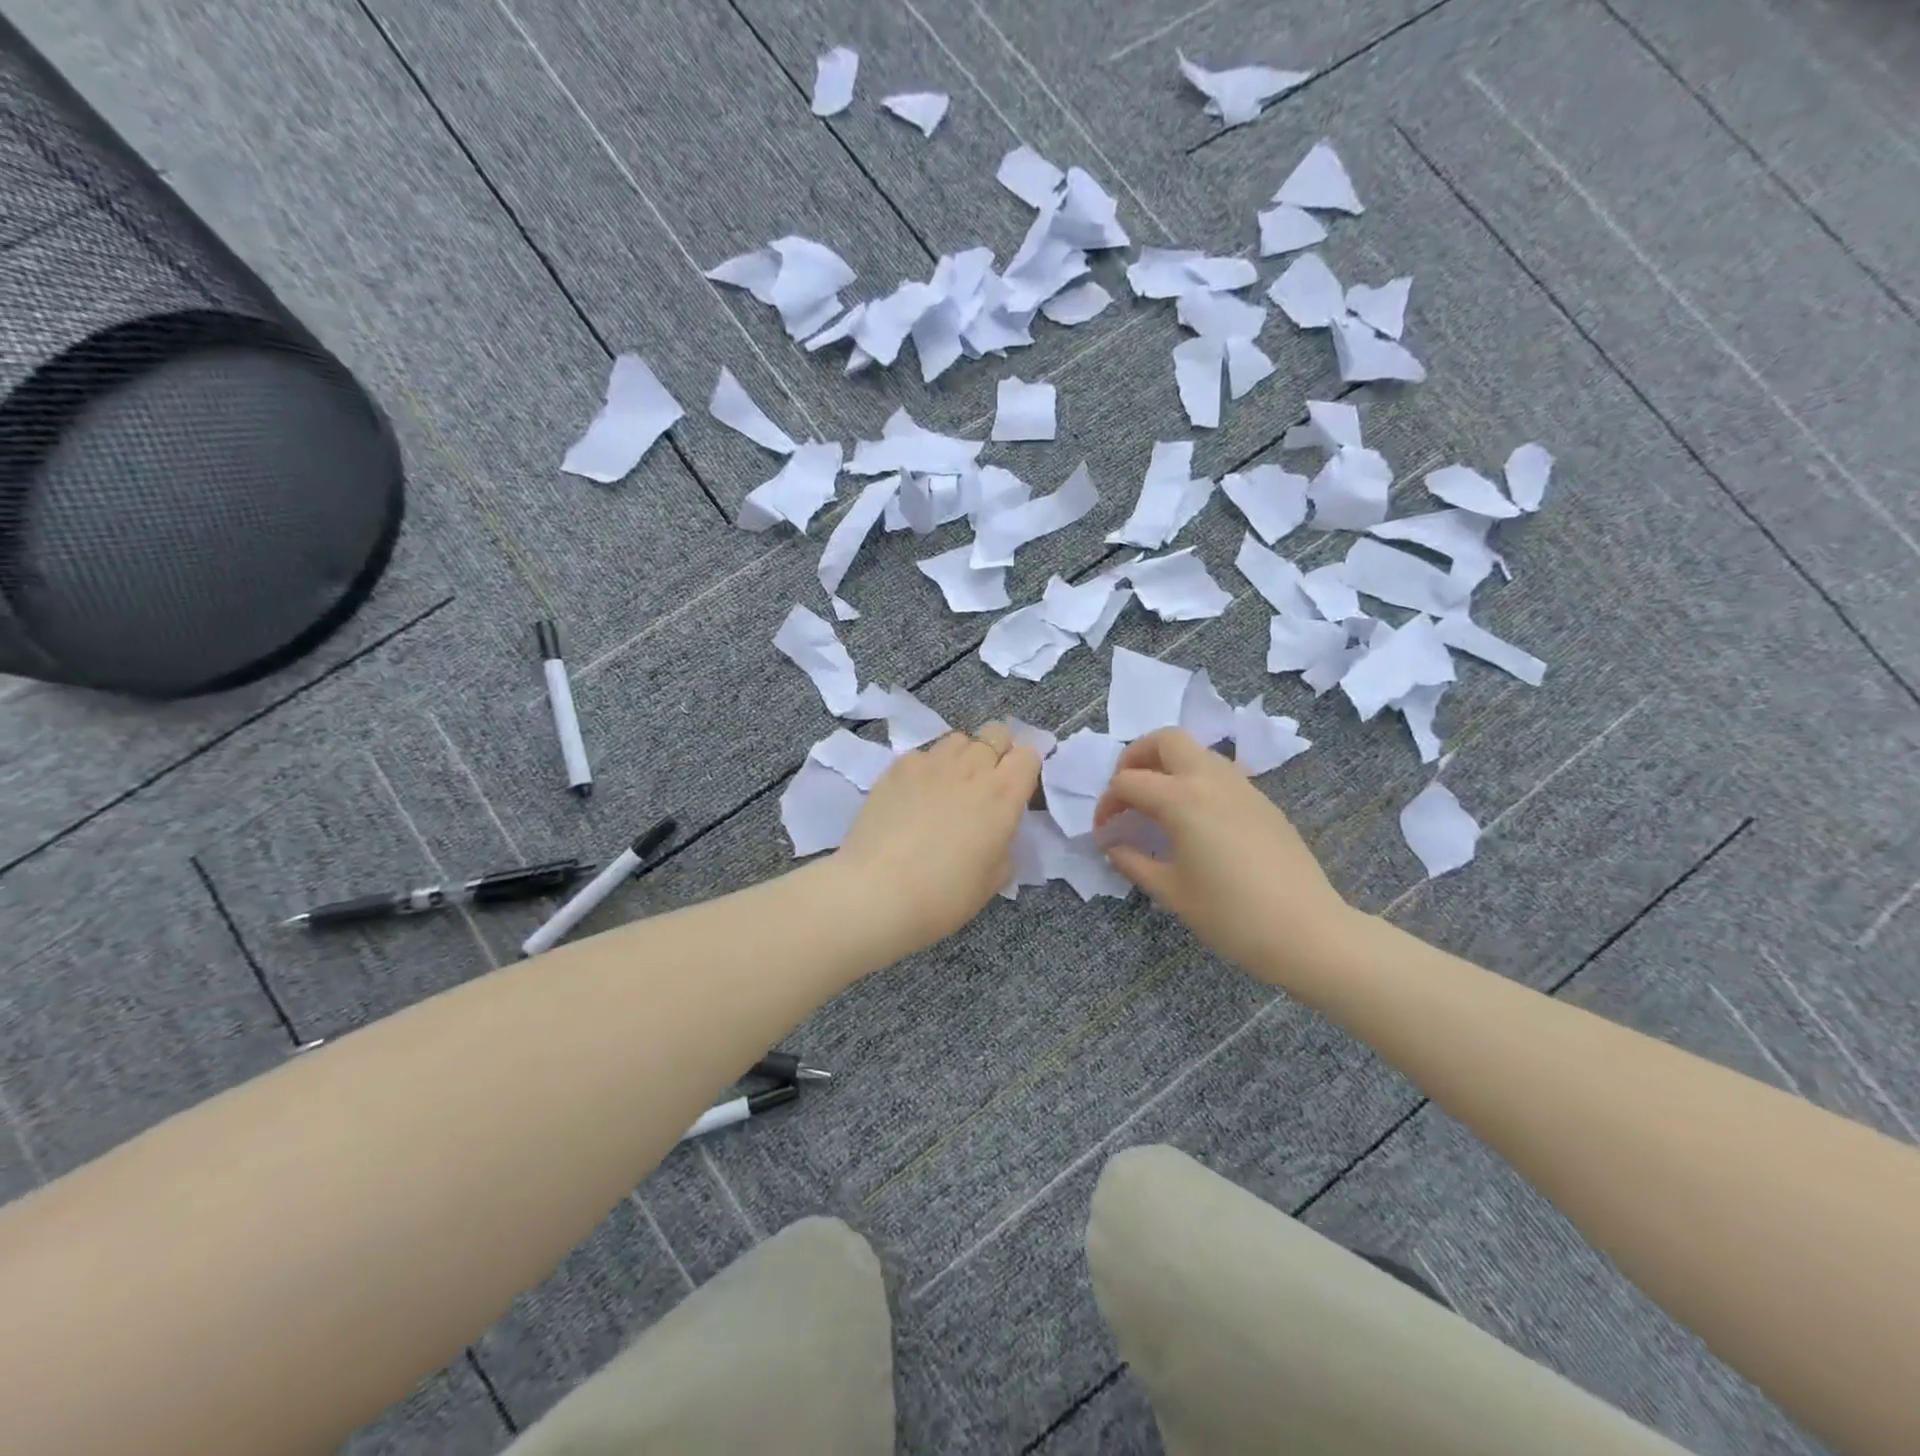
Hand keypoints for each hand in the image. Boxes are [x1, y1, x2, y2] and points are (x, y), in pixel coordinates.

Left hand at [834, 722, 1041, 955]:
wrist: (876, 893)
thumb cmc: (944, 896)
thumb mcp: (992, 880)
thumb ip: (1003, 845)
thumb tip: (995, 832)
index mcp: (1003, 795)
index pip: (1029, 755)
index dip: (1025, 770)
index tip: (1016, 792)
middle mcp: (971, 768)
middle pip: (995, 733)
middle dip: (997, 752)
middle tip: (984, 785)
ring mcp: (931, 763)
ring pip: (958, 739)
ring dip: (962, 756)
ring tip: (948, 786)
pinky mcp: (897, 767)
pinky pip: (922, 754)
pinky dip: (926, 768)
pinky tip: (914, 795)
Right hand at [1092, 728, 1355, 986]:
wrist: (1308, 931)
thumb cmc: (1231, 916)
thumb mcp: (1172, 892)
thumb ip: (1134, 861)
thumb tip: (1112, 845)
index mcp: (1182, 800)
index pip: (1128, 782)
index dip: (1107, 804)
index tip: (1104, 832)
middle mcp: (1210, 779)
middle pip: (1165, 739)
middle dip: (1136, 757)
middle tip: (1126, 792)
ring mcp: (1242, 786)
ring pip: (1196, 751)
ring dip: (1168, 765)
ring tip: (1157, 804)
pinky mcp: (1261, 800)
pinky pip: (1219, 772)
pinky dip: (1195, 780)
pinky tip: (1194, 820)